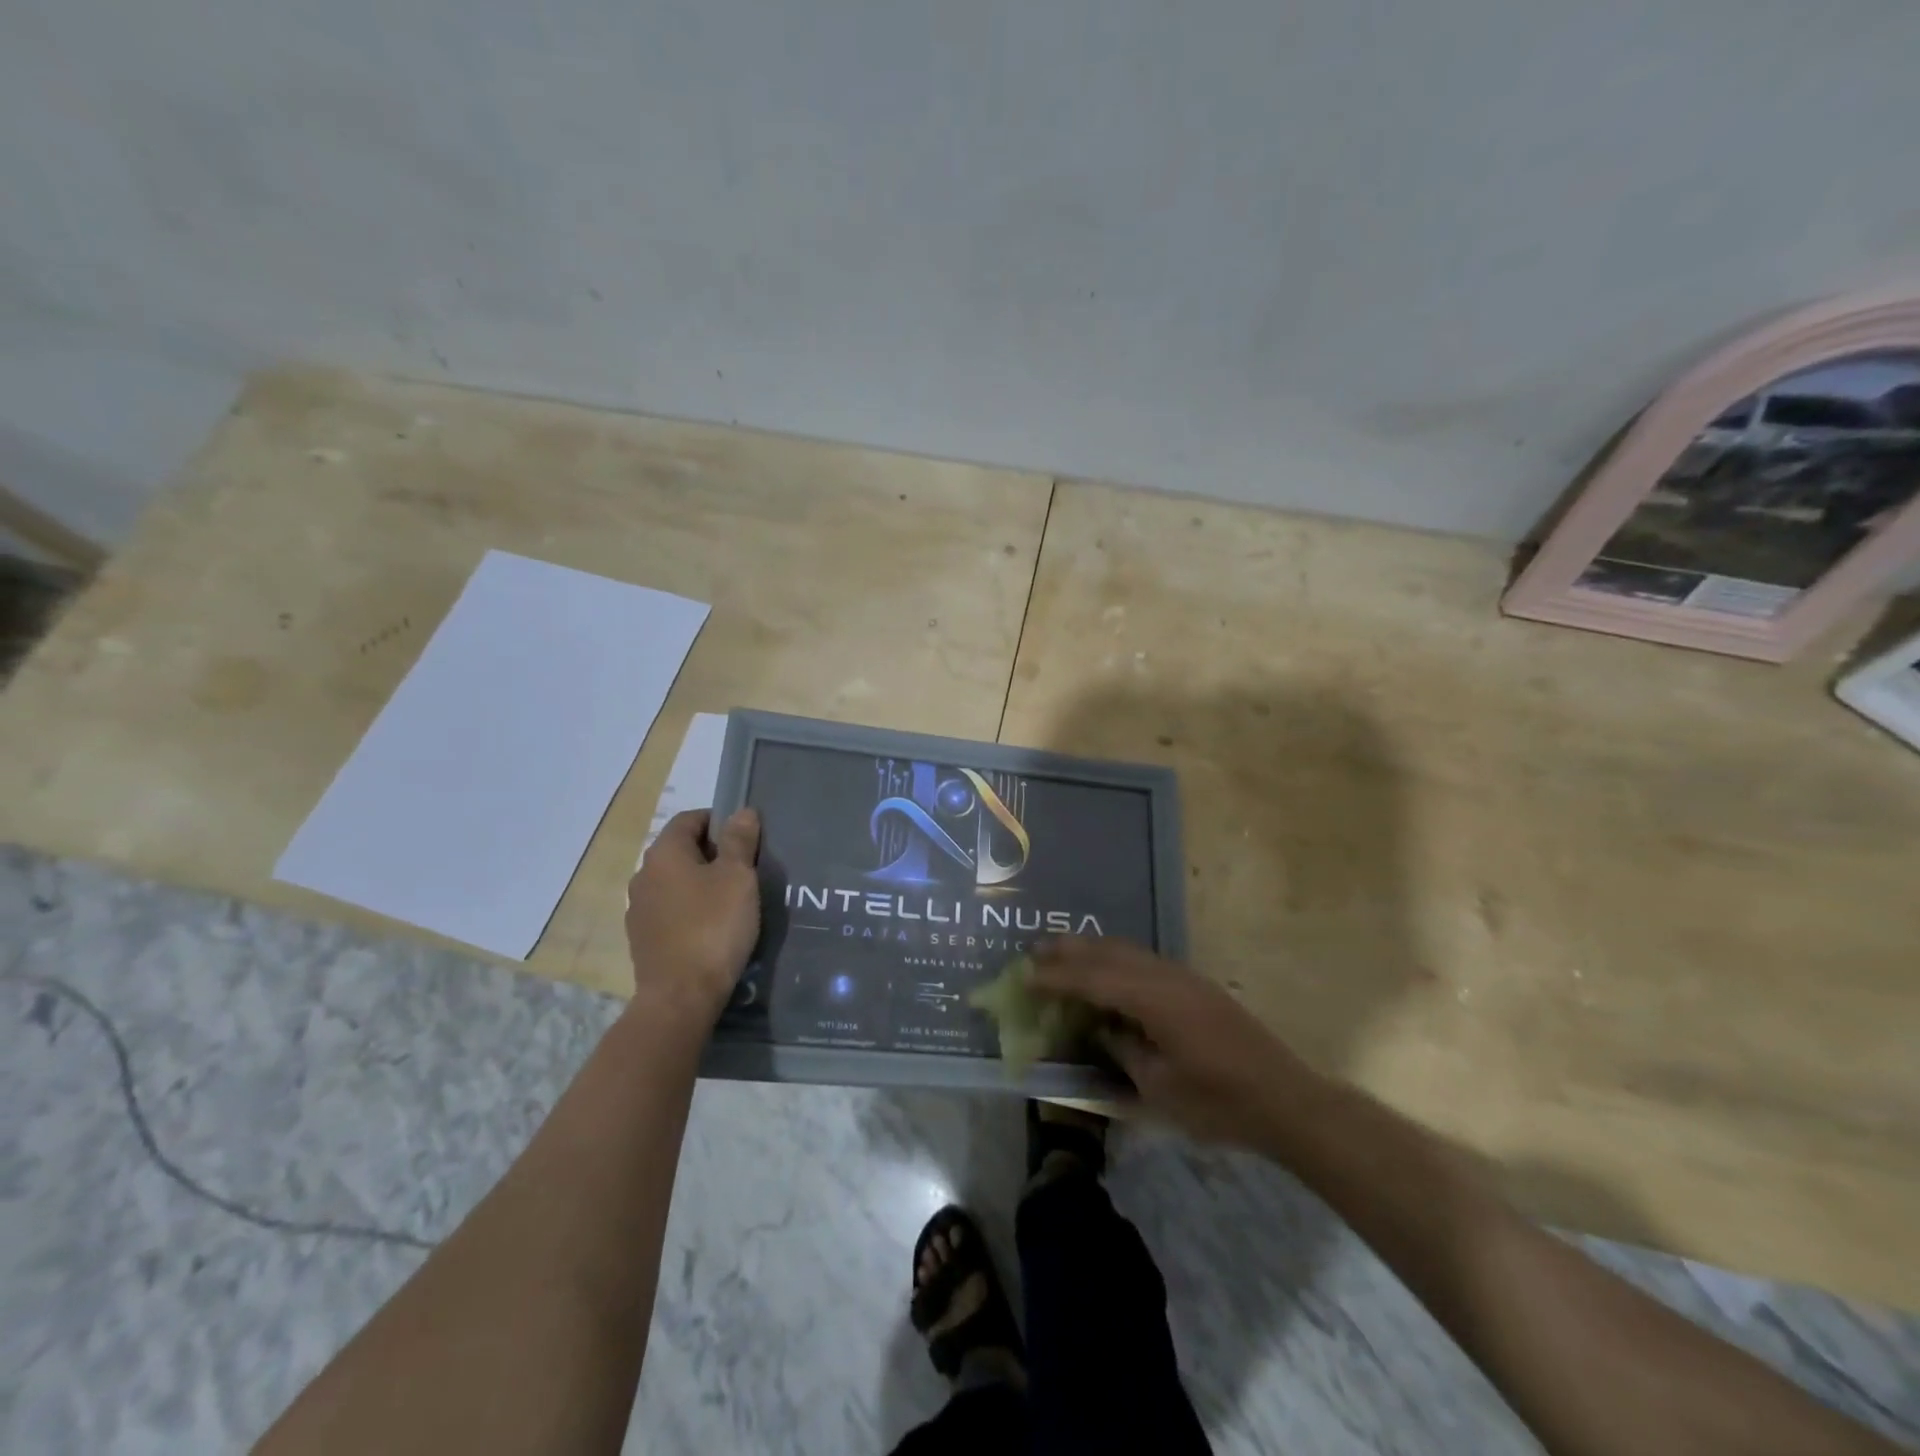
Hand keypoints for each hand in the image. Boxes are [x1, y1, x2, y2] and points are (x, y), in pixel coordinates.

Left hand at [624, 808, 761, 1022]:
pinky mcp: (642, 938)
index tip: (745, 839)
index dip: (718, 821)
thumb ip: (739, 841)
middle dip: (712, 854)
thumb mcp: (737, 877)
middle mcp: (643, 875)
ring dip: (700, 883)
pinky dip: (690, 910)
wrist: (681, 996)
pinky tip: (711, 928)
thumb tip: (741, 812)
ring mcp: (638, 908)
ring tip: (731, 901)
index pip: (689, 819)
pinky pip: (670, 910)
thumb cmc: (714, 926)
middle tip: (744, 870)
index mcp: (664, 853)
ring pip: (675, 882)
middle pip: (681, 850)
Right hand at [1032, 936, 1322, 1147]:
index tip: (1025, 975)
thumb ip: (1124, 1050)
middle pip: (1109, 952)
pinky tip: (1106, 971)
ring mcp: (1184, 977)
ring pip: (1128, 950)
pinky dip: (1115, 959)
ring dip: (1092, 949)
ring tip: (1062, 952)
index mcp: (1154, 1000)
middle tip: (1034, 949)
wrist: (1285, 1100)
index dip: (1057, 977)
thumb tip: (1102, 1028)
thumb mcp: (1160, 1087)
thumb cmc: (1219, 1103)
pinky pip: (1144, 960)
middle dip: (1070, 949)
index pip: (1094, 979)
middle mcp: (1167, 976)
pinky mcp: (1196, 986)